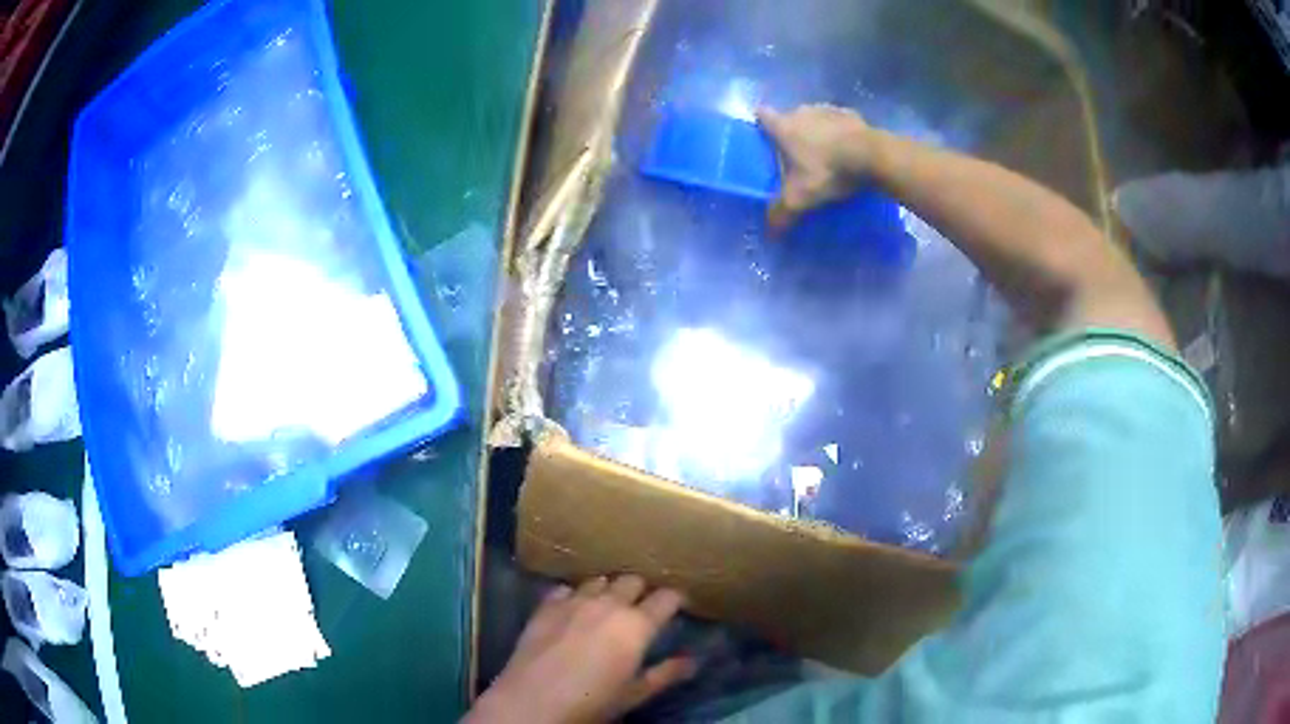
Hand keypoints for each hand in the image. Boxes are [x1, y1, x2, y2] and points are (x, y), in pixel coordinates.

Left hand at [466, 575, 694, 723]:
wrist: (533, 701)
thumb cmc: (592, 702)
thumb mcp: (635, 693)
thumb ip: (666, 674)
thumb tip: (692, 660)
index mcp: (636, 624)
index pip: (667, 597)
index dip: (675, 600)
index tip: (677, 607)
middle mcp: (608, 603)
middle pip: (633, 580)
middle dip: (641, 591)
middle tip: (641, 609)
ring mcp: (573, 600)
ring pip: (600, 580)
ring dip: (608, 590)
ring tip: (607, 607)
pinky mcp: (546, 605)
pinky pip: (566, 588)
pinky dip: (575, 595)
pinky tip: (573, 610)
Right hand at [757, 104, 874, 229]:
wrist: (872, 156)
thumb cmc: (828, 171)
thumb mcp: (800, 198)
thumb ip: (781, 212)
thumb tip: (770, 232)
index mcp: (783, 126)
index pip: (762, 115)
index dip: (761, 125)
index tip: (764, 138)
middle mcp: (802, 111)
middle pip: (790, 118)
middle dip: (792, 133)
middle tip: (798, 157)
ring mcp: (828, 109)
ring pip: (815, 118)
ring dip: (817, 132)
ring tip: (825, 153)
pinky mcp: (851, 114)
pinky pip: (839, 123)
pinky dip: (840, 133)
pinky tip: (847, 150)